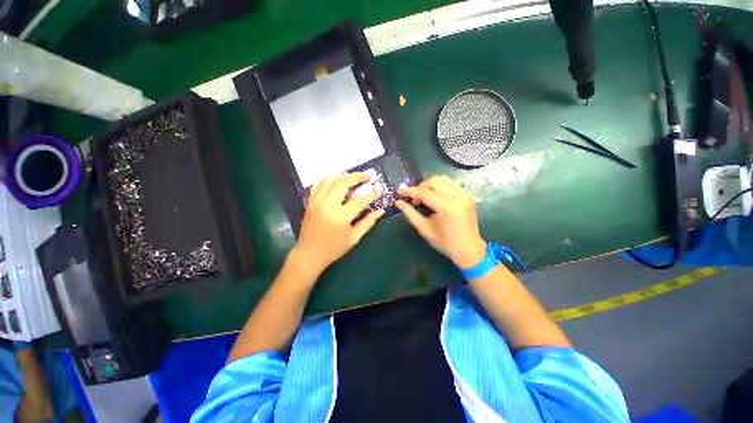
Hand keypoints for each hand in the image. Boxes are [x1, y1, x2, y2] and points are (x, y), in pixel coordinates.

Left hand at [293, 172, 383, 274]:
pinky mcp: (310, 201)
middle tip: (367, 177)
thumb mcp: (354, 237)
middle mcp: (328, 205)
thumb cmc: (334, 248)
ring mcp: (317, 201)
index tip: (379, 191)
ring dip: (344, 175)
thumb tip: (380, 211)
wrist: (309, 254)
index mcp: (340, 217)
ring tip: (353, 178)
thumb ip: (368, 222)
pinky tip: (336, 180)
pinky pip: (319, 183)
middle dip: (358, 176)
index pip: (360, 200)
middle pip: (344, 182)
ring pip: (330, 179)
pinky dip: (329, 178)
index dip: (372, 194)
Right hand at [396, 175, 485, 268]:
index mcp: (447, 206)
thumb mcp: (424, 229)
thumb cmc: (445, 242)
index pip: (424, 192)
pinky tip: (435, 196)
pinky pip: (450, 183)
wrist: (469, 249)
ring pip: (442, 179)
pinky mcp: (467, 194)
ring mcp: (464, 193)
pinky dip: (439, 186)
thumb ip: (410, 213)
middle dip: (420, 187)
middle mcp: (457, 195)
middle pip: (433, 181)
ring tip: (424, 197)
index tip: (398, 192)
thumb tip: (397, 202)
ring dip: (429, 185)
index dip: (409, 191)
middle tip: (414, 200)